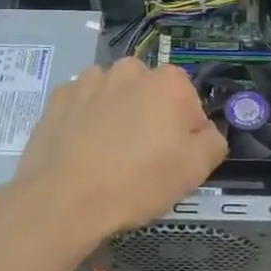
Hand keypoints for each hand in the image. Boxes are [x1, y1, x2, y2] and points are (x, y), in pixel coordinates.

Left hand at [7, 57, 226, 241]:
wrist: (63, 200)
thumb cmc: (138, 182)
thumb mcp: (196, 170)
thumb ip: (213, 141)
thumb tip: (204, 131)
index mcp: (169, 82)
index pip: (190, 105)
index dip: (186, 133)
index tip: (174, 159)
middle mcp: (130, 70)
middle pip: (151, 94)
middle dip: (150, 117)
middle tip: (142, 157)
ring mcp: (89, 80)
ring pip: (115, 95)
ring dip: (117, 114)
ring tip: (108, 154)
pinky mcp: (58, 98)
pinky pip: (82, 104)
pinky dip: (85, 119)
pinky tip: (82, 149)